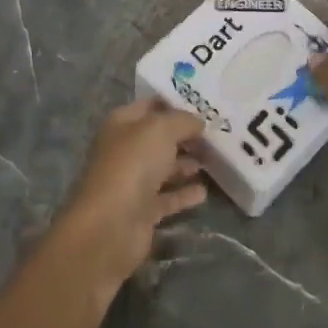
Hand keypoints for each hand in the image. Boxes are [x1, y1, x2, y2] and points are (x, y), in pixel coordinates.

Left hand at [50, 99, 207, 291]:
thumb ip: (182, 121)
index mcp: (122, 124)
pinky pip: (168, 198)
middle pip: (159, 139)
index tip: (204, 105)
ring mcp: (133, 182)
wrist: (111, 225)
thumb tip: (198, 122)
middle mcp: (125, 150)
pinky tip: (204, 192)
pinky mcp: (143, 211)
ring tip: (214, 160)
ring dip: (186, 164)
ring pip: (164, 168)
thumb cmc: (133, 165)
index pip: (150, 106)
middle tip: (216, 134)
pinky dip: (184, 194)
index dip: (174, 103)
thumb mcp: (161, 130)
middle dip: (185, 136)